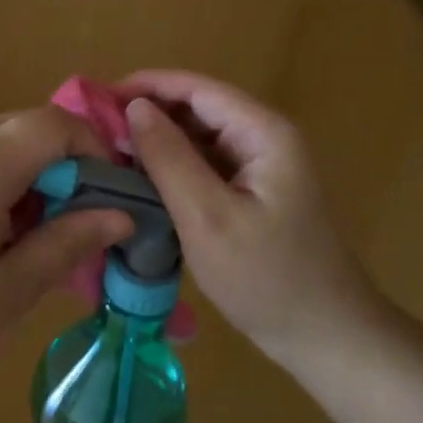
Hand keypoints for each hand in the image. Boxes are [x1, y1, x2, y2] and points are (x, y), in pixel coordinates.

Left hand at [0, 106, 133, 388]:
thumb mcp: (10, 287)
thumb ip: (69, 243)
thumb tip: (121, 216)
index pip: (57, 125)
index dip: (96, 152)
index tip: (111, 200)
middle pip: (32, 127)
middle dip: (71, 164)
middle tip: (85, 220)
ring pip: (8, 144)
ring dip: (40, 177)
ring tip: (48, 236)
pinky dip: (11, 185)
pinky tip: (6, 238)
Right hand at [118, 71, 378, 367]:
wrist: (325, 336)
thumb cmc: (266, 278)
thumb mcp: (207, 217)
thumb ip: (169, 157)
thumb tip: (134, 107)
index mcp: (263, 132)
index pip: (197, 88)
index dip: (147, 86)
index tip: (99, 99)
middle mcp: (265, 138)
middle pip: (200, 108)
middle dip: (150, 113)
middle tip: (98, 133)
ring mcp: (262, 167)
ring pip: (201, 137)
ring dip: (160, 141)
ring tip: (112, 154)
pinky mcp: (255, 193)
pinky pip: (208, 165)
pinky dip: (175, 167)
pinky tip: (144, 181)